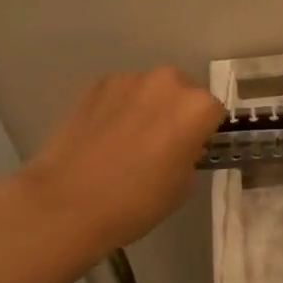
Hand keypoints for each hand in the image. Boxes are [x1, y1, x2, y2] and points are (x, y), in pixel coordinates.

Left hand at [17, 68, 224, 255]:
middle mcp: (167, 82)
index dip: (203, 132)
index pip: (213, 112)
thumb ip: (189, 154)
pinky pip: (120, 94)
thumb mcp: (183, 185)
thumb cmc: (137, 201)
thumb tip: (178, 145)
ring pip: (150, 90)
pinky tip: (104, 137)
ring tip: (128, 141)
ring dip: (147, 107)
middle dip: (177, 112)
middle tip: (162, 144)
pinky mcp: (95, 85)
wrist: (68, 203)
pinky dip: (119, 108)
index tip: (191, 150)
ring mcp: (128, 80)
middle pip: (183, 92)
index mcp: (197, 107)